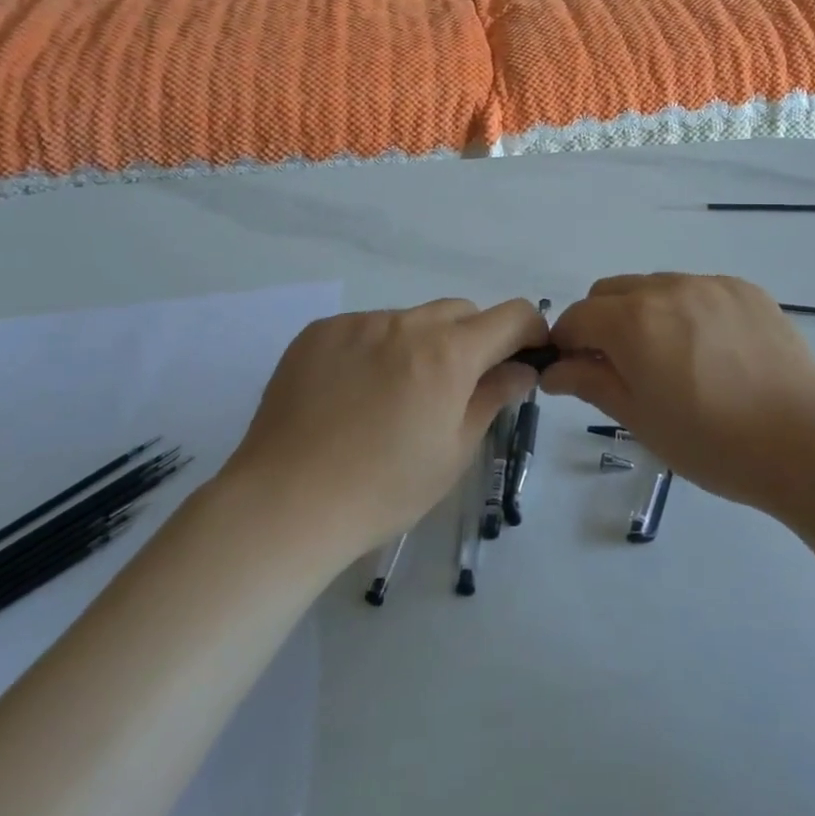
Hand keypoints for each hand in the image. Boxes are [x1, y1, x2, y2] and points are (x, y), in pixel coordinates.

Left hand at [231, 298, 547, 556]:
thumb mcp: (454, 451)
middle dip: (473, 339)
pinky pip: (365, 328)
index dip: (529, 331)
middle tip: (457, 387)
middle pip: (460, 311)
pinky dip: (375, 349)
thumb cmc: (384, 489)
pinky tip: (352, 394)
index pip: (511, 316)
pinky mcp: (320, 331)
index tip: (526, 356)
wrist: (285, 504)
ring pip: (410, 319)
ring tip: (394, 396)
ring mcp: (358, 323)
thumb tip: (522, 369)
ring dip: (420, 344)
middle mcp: (406, 323)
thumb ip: (493, 397)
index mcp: (448, 353)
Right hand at [544, 274, 814, 514]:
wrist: (808, 442)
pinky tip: (712, 351)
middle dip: (601, 322)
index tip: (575, 372)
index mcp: (633, 321)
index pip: (577, 317)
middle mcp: (667, 288)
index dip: (567, 343)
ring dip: (644, 313)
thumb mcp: (641, 420)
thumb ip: (592, 383)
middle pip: (610, 291)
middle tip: (621, 367)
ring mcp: (710, 284)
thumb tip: (554, 369)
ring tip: (673, 360)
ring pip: (654, 286)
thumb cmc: (714, 443)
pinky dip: (686, 311)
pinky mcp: (745, 289)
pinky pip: (697, 290)